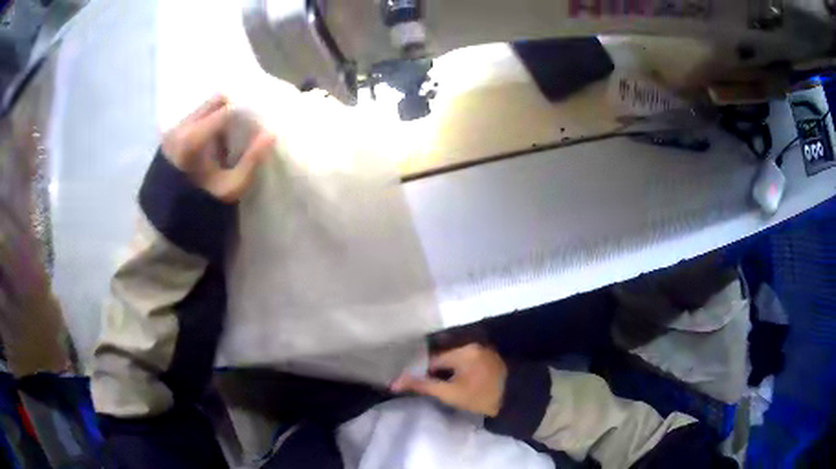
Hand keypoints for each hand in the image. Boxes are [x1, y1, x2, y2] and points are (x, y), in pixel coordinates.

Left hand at [162, 95, 274, 202]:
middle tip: (244, 124)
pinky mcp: (169, 136)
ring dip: (219, 115)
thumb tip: (270, 134)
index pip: (227, 109)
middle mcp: (181, 127)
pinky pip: (193, 117)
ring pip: (204, 107)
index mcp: (194, 138)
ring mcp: (173, 130)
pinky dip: (207, 122)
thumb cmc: (201, 204)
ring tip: (228, 135)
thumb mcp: (230, 187)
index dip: (246, 111)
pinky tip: (212, 142)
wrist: (167, 219)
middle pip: (215, 101)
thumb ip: (251, 160)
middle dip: (233, 107)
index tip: (258, 121)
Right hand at [391, 344, 507, 416]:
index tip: (416, 387)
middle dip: (434, 373)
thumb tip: (396, 382)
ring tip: (439, 387)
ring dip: (445, 372)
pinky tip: (455, 383)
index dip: (421, 374)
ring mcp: (481, 350)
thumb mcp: (450, 394)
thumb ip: (423, 385)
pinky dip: (457, 371)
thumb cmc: (481, 397)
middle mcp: (472, 345)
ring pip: (454, 361)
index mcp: (463, 350)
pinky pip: (465, 362)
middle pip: (443, 359)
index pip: (432, 361)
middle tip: (427, 388)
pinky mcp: (488, 358)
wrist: (515, 400)